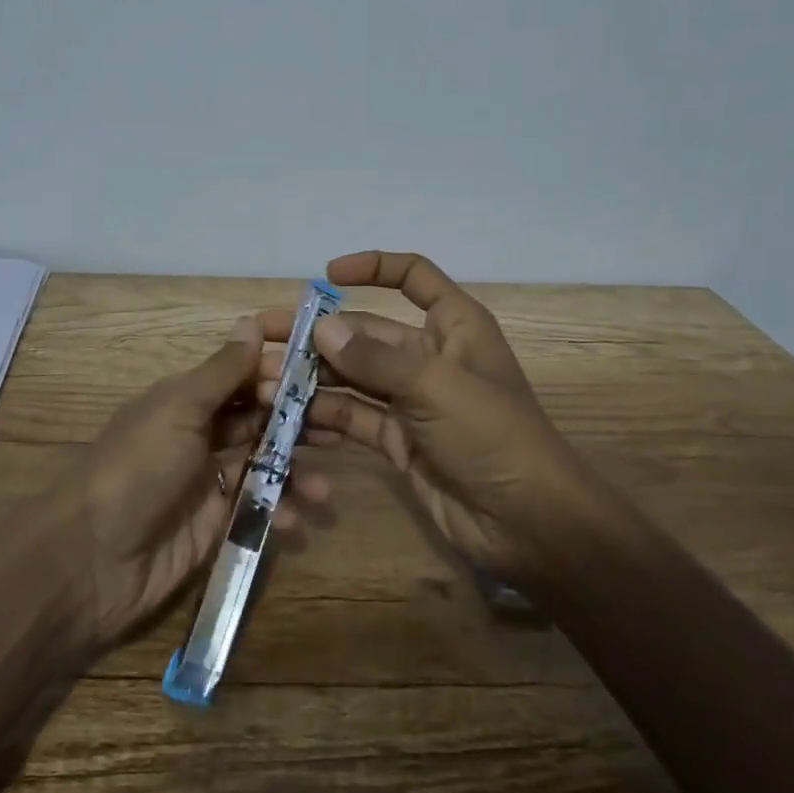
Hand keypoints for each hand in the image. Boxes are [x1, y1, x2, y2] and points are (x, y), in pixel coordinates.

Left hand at [60, 316, 330, 651]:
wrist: (90, 560)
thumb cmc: (137, 467)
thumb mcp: (179, 409)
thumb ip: (222, 372)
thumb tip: (251, 324)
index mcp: (189, 397)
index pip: (244, 367)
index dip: (279, 358)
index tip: (323, 351)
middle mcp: (203, 431)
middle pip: (262, 414)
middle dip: (300, 416)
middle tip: (342, 421)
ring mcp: (210, 477)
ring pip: (267, 460)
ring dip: (297, 469)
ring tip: (323, 487)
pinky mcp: (217, 521)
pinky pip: (259, 505)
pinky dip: (279, 510)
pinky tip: (294, 520)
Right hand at [260, 251, 592, 586]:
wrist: (530, 525)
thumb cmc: (492, 436)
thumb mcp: (435, 386)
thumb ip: (375, 358)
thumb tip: (323, 329)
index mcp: (454, 326)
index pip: (413, 276)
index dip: (373, 267)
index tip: (326, 275)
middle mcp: (430, 356)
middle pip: (366, 332)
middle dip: (318, 335)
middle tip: (263, 338)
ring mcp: (412, 401)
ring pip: (353, 377)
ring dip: (312, 377)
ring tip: (263, 383)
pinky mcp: (399, 441)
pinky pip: (355, 418)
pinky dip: (325, 416)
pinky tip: (288, 418)